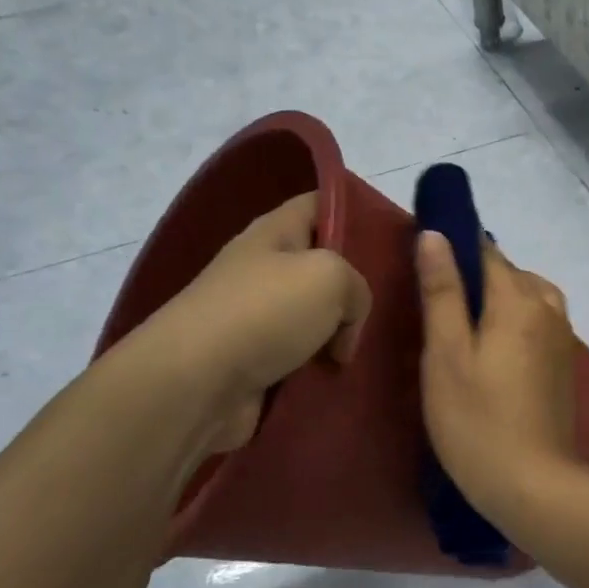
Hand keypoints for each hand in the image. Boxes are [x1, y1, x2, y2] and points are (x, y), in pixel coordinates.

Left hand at [120, 192, 370, 459]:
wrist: (195, 383)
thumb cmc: (264, 312)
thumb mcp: (331, 277)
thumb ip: (358, 288)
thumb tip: (342, 329)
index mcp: (274, 233)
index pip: (319, 204)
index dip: (355, 212)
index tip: (391, 236)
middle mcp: (263, 269)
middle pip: (322, 265)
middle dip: (355, 284)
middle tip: (393, 302)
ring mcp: (256, 317)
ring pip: (315, 317)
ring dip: (340, 333)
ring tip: (372, 346)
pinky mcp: (254, 362)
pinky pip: (301, 357)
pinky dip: (321, 367)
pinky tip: (344, 376)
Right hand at [417, 231, 580, 523]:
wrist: (534, 484)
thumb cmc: (477, 420)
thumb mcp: (446, 354)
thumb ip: (442, 291)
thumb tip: (436, 235)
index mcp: (519, 299)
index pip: (485, 251)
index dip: (455, 246)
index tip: (426, 259)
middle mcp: (548, 308)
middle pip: (509, 273)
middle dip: (475, 276)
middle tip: (435, 303)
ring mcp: (562, 338)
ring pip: (528, 296)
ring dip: (498, 299)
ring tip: (463, 326)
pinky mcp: (563, 364)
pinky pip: (538, 322)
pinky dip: (515, 321)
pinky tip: (492, 349)